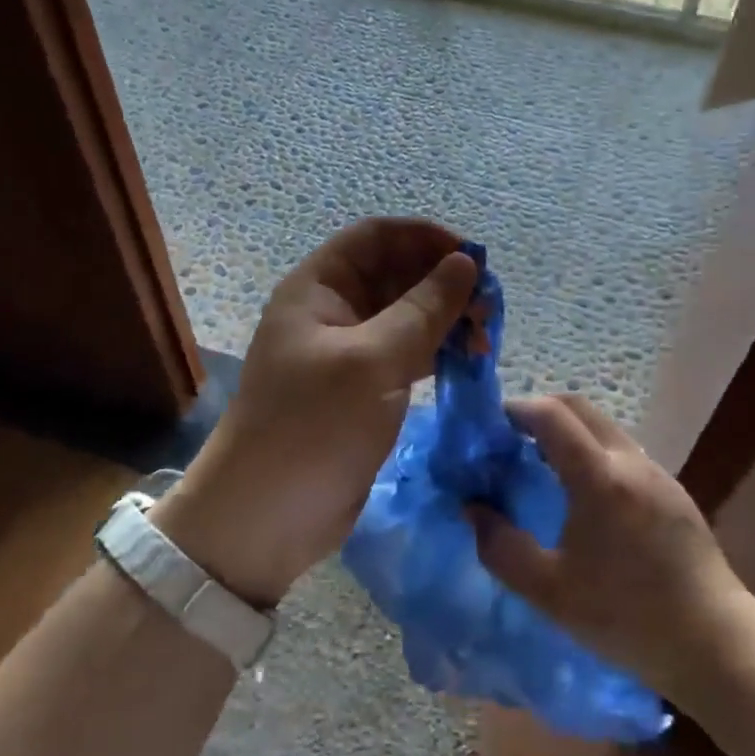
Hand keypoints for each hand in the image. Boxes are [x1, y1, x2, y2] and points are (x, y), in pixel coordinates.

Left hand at [155, 218, 477, 606]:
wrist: (265, 518)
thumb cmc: (313, 426)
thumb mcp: (372, 361)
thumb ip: (423, 309)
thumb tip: (466, 262)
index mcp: (319, 288)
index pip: (377, 237)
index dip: (425, 238)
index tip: (473, 258)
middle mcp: (333, 311)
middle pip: (397, 274)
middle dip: (444, 282)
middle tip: (489, 308)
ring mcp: (349, 353)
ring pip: (408, 316)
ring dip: (447, 319)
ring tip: (486, 339)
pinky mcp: (365, 390)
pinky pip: (409, 354)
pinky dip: (439, 352)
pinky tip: (469, 363)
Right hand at [470, 394, 748, 700]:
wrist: (715, 642)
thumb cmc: (627, 618)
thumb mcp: (550, 593)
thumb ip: (501, 548)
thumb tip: (473, 510)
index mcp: (599, 478)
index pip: (552, 415)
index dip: (517, 410)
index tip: (491, 426)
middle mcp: (630, 460)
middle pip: (579, 407)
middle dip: (540, 411)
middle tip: (511, 438)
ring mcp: (656, 472)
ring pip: (603, 426)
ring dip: (569, 430)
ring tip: (543, 464)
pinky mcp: (672, 489)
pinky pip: (622, 449)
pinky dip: (592, 449)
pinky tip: (584, 493)